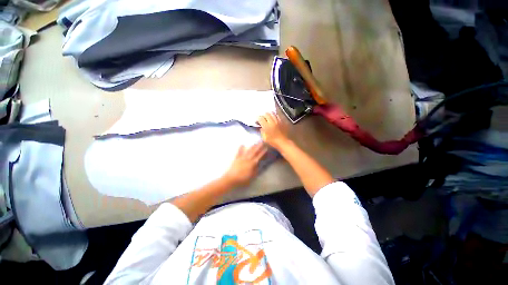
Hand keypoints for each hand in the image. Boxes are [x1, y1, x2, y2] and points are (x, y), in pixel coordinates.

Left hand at [223, 143, 267, 186]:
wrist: (231, 178)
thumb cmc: (242, 179)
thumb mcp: (252, 176)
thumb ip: (256, 170)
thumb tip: (259, 165)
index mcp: (252, 163)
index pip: (259, 157)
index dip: (263, 152)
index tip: (266, 148)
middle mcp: (247, 159)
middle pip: (254, 152)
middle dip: (258, 147)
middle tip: (261, 142)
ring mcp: (241, 158)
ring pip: (248, 151)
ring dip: (251, 147)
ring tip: (255, 143)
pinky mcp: (236, 159)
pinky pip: (239, 152)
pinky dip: (240, 148)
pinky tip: (242, 144)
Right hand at [257, 112, 288, 148]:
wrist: (284, 143)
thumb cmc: (273, 142)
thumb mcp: (265, 138)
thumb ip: (262, 132)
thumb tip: (261, 127)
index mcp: (267, 126)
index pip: (260, 118)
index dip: (258, 118)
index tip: (257, 120)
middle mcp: (272, 122)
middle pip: (267, 114)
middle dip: (263, 115)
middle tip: (262, 118)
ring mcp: (278, 121)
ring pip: (272, 113)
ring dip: (269, 114)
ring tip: (268, 117)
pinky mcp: (283, 121)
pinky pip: (278, 116)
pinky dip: (274, 116)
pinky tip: (274, 119)